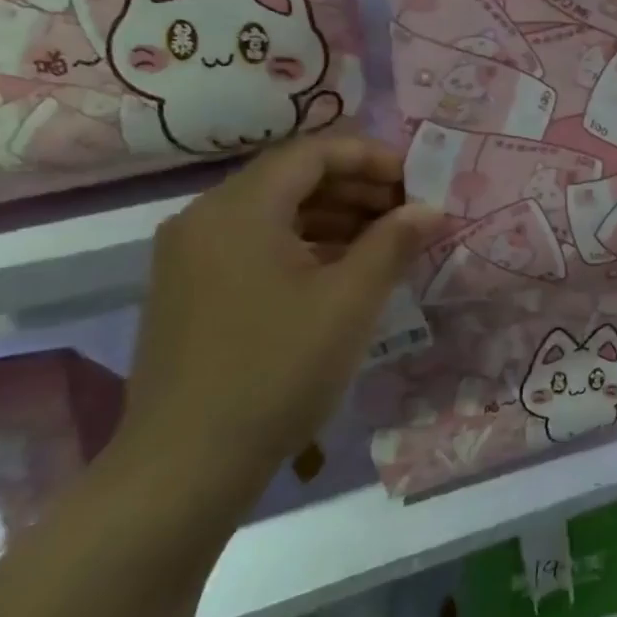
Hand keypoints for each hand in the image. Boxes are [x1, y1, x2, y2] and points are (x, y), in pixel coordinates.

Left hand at [118, 135, 440, 498]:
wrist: (187, 463)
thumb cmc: (278, 370)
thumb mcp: (351, 301)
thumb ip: (393, 243)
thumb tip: (429, 209)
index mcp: (238, 210)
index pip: (312, 153)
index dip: (371, 157)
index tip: (417, 181)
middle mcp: (205, 220)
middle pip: (291, 178)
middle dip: (357, 187)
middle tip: (409, 211)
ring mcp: (191, 257)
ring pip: (274, 212)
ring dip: (335, 216)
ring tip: (387, 240)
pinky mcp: (192, 290)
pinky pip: (256, 244)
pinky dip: (305, 244)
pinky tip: (344, 271)